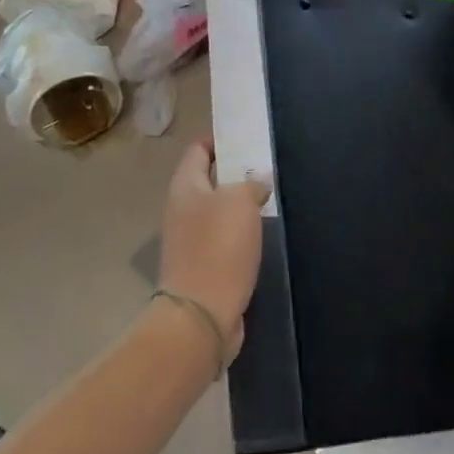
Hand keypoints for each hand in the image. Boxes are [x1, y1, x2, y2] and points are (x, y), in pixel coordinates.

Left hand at [157, 141, 271, 362]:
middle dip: (235, 174)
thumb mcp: (240, 203)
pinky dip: (241, 234)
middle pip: (208, 181)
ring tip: (271, 198)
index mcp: (185, 188)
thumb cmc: (218, 248)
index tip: (246, 138)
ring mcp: (190, 241)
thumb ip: (251, 184)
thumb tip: (258, 180)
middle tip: (267, 168)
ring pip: (218, 212)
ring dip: (240, 206)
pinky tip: (262, 235)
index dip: (219, 141)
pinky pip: (224, 239)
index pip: (198, 151)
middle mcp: (182, 210)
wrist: (201, 315)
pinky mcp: (203, 267)